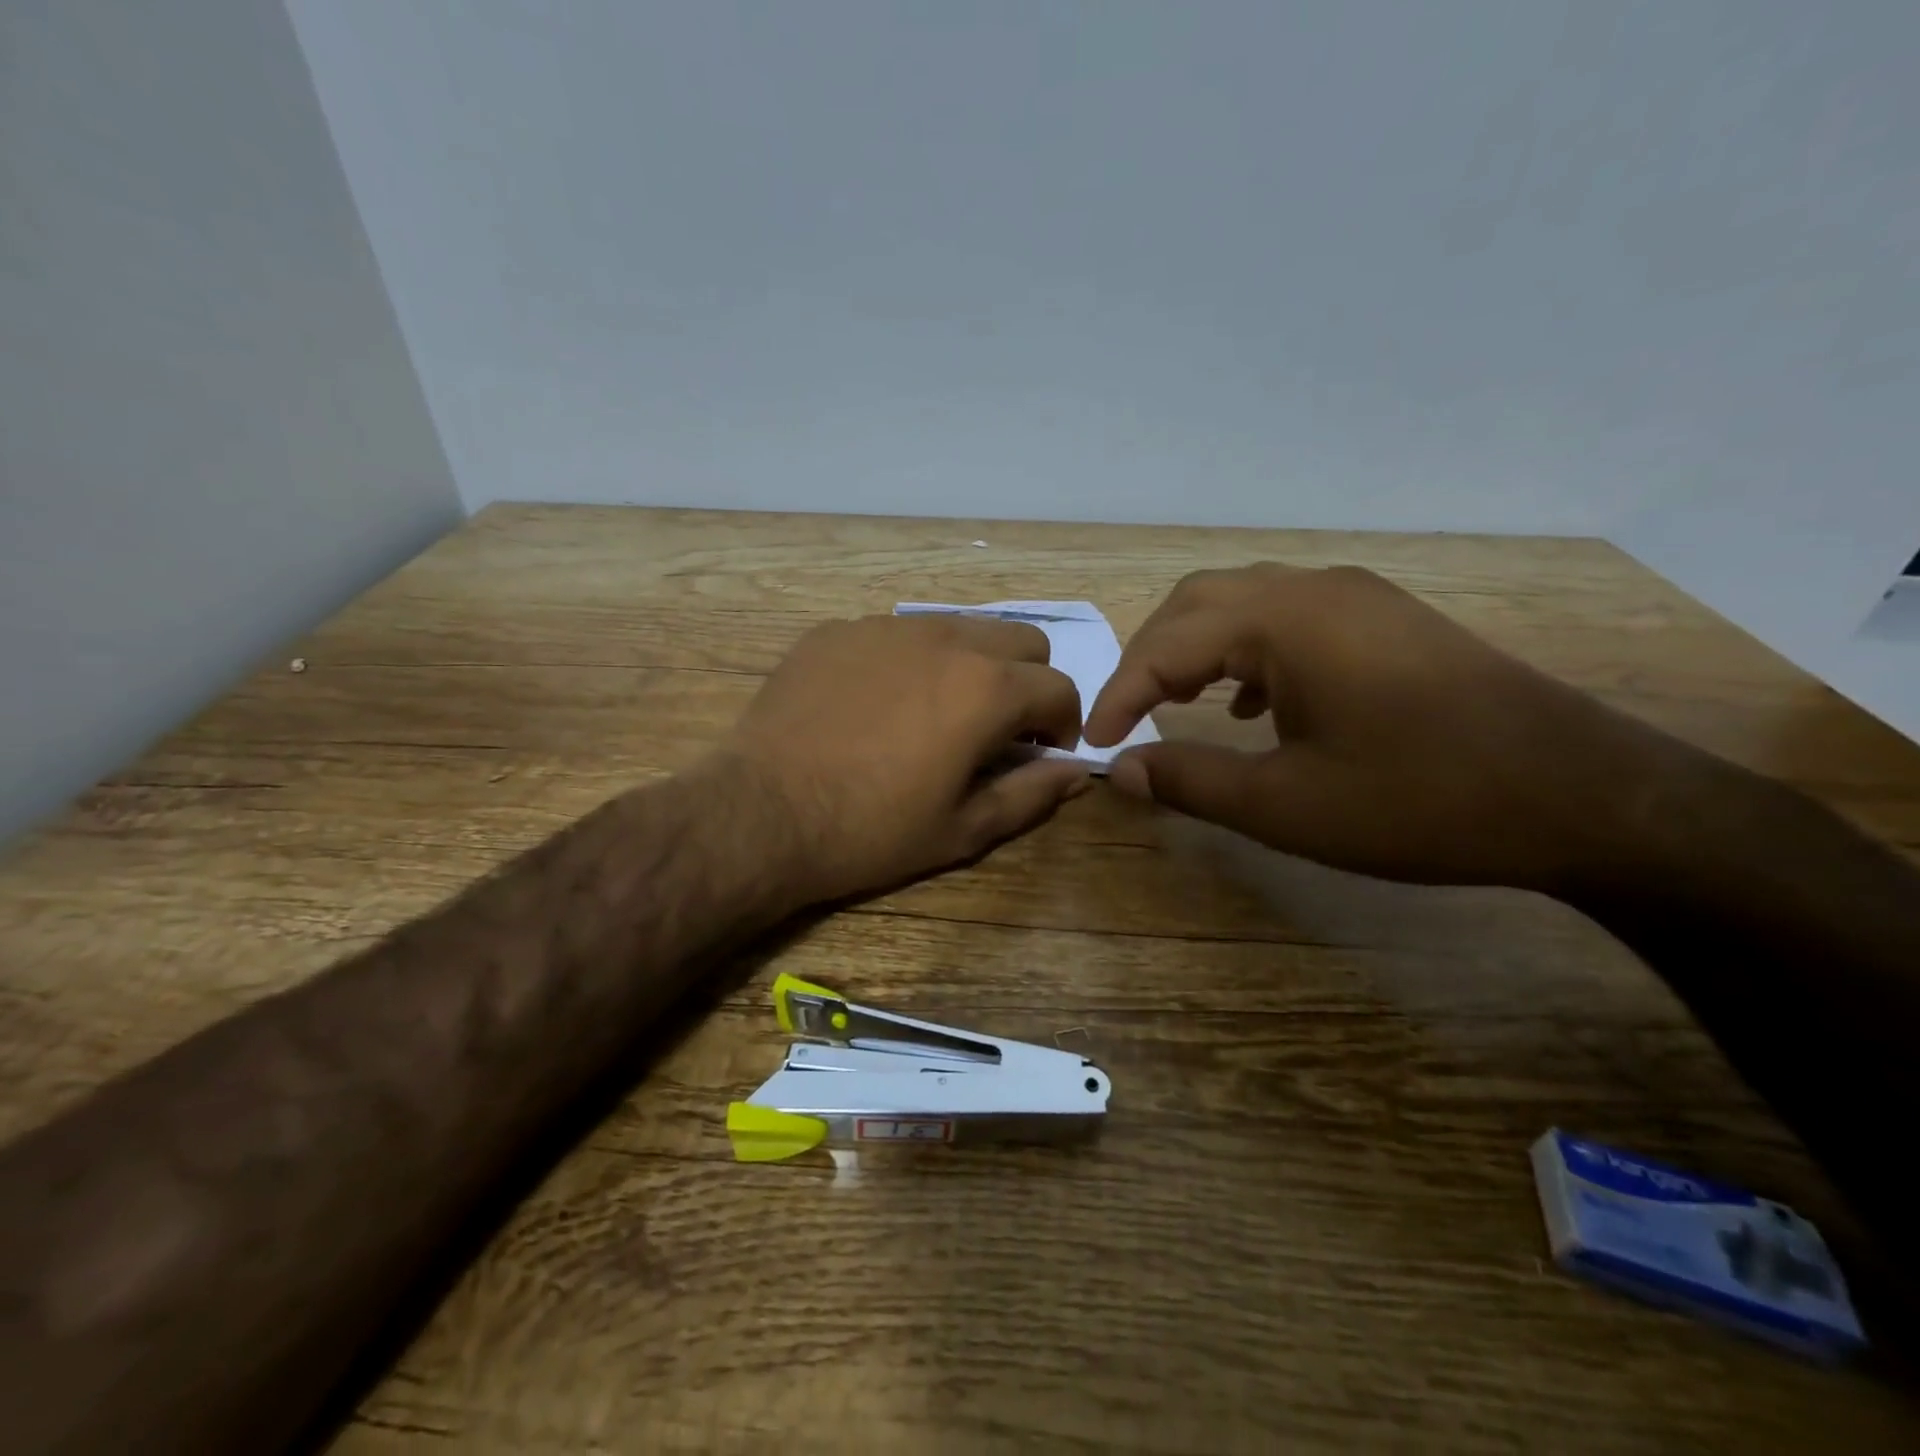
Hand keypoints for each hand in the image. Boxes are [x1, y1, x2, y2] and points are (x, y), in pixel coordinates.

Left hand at [724, 613, 1091, 903]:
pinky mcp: (838, 630)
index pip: (1060, 688)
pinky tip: (877, 705)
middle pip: (1021, 641)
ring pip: (960, 627)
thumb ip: (1032, 794)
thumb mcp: (963, 829)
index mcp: (986, 688)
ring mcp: (886, 627)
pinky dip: (910, 661)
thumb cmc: (871, 831)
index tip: (1040, 754)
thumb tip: (1078, 773)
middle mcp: (945, 639)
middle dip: (1027, 683)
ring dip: (971, 665)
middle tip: (996, 730)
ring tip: (937, 713)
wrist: (761, 814)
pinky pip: (897, 633)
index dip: (1062, 725)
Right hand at [1083, 563, 1688, 889]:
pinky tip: (1254, 702)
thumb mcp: (1287, 805)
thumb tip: (1125, 769)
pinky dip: (1247, 651)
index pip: (1167, 643)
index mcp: (1285, 621)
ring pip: (1244, 602)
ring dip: (1197, 648)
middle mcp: (1315, 588)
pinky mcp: (1386, 620)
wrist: (1581, 796)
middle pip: (1199, 602)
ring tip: (1179, 702)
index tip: (1095, 742)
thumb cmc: (1420, 800)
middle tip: (1130, 713)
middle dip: (1150, 657)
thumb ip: (1192, 780)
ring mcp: (1357, 598)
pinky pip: (1290, 617)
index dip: (1120, 692)